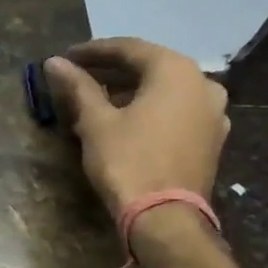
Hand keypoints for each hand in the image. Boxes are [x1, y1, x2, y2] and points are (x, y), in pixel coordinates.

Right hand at [42, 38, 229, 219]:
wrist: (165, 218)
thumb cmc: (128, 161)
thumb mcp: (96, 121)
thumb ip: (78, 86)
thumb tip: (54, 62)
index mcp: (176, 71)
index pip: (129, 49)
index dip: (94, 51)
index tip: (66, 57)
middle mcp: (203, 84)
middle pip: (150, 67)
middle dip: (112, 71)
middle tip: (79, 76)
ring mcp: (213, 113)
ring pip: (164, 90)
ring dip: (131, 91)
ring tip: (97, 100)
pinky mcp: (211, 139)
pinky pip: (175, 111)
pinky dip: (149, 109)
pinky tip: (125, 120)